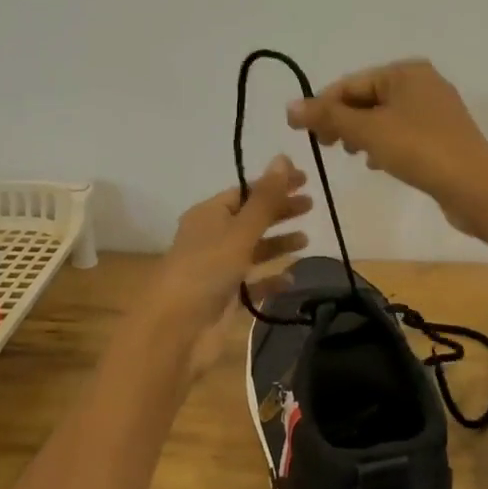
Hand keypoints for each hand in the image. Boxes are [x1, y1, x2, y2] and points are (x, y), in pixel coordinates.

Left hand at [147, 157, 311, 373]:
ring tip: (305, 241)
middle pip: (251, 218)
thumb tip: (283, 158)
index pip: (245, 191)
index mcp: (208, 215)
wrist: (176, 330)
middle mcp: (212, 238)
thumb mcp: (240, 231)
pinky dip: (271, 279)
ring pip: (253, 250)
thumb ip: (265, 199)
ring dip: (277, 244)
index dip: (274, 184)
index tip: (305, 179)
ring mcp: (218, 269)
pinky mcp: (226, 298)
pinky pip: (254, 283)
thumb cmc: (206, 270)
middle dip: (279, 212)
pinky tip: (291, 278)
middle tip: (311, 206)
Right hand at [286, 59, 487, 234]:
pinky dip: (383, 144)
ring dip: (361, 134)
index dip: (322, 106)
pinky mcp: (442, 135)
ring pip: (384, 117)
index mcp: (406, 72)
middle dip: (342, 120)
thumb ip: (328, 117)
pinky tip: (376, 163)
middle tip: (325, 146)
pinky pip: (401, 133)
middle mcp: (422, 83)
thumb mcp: (368, 131)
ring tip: (350, 154)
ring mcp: (435, 110)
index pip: (351, 84)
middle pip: (367, 98)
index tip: (300, 132)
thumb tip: (290, 107)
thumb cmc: (420, 150)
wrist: (476, 188)